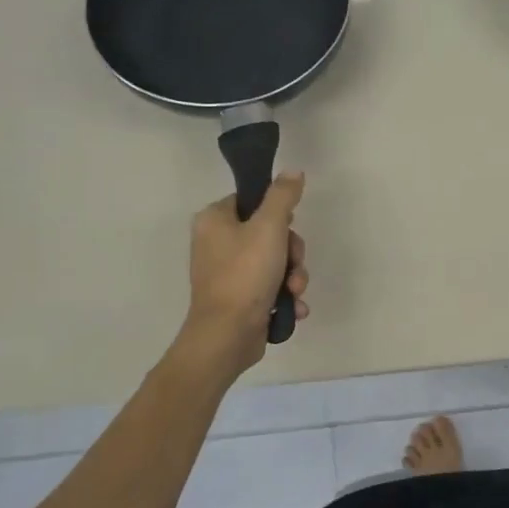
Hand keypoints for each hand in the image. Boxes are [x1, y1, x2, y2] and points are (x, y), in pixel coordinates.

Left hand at [181, 173, 308, 377]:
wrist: (227, 335)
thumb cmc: (245, 274)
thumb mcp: (270, 227)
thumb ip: (283, 196)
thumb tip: (293, 171)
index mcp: (214, 220)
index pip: (252, 200)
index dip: (278, 213)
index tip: (289, 227)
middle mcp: (216, 243)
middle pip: (269, 233)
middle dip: (292, 253)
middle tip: (294, 266)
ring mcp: (227, 273)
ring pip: (275, 261)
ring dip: (293, 276)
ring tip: (294, 292)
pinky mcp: (239, 298)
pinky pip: (270, 287)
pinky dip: (284, 296)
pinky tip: (292, 308)